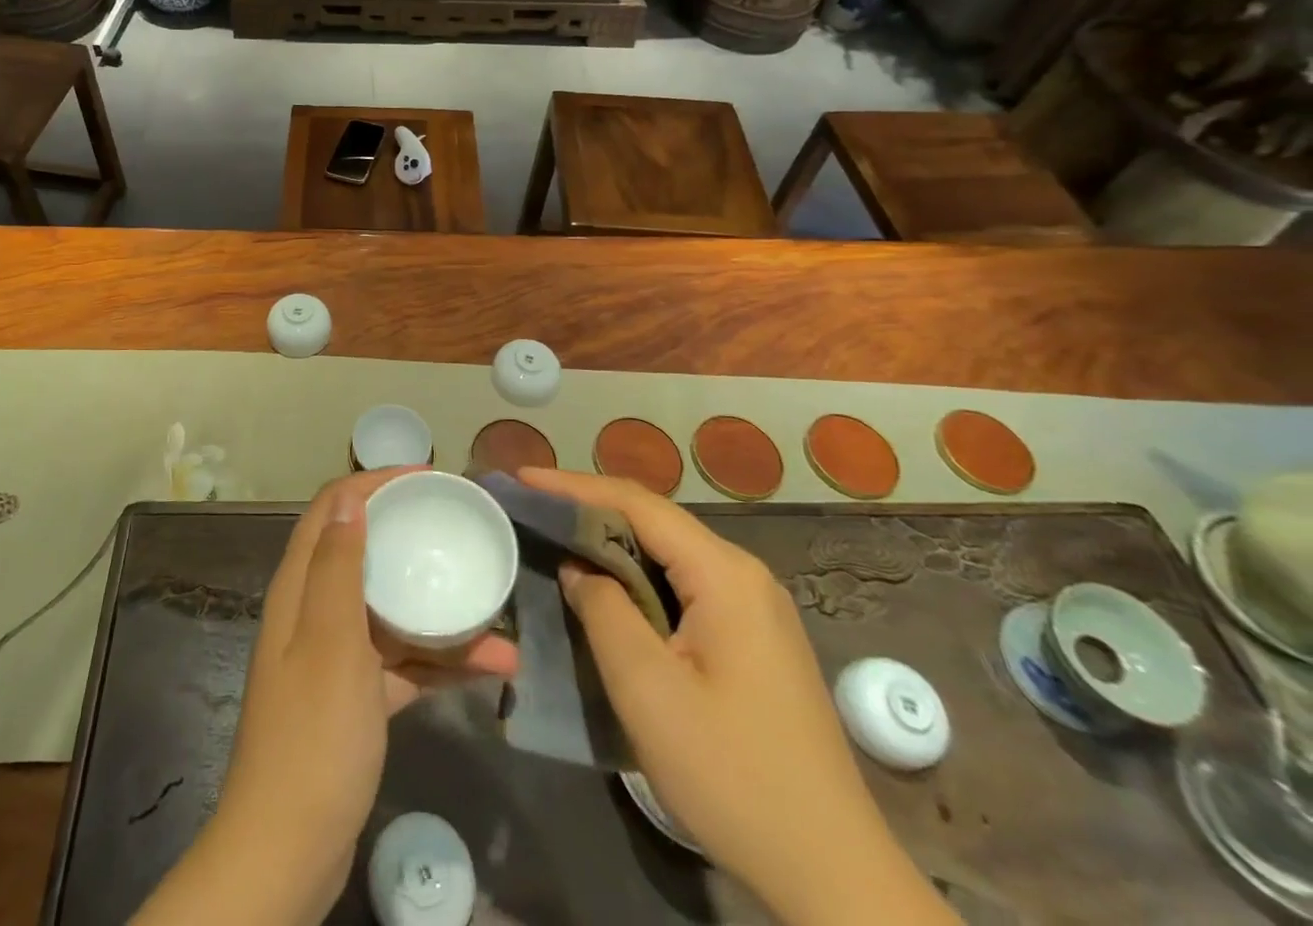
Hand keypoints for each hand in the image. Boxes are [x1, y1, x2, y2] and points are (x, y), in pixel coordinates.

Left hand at [135, 470, 516, 925]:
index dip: (375, 482)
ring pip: (391, 610)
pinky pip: (404, 661)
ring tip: (497, 607)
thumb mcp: (330, 640)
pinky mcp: (357, 698)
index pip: (332, 509)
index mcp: (300, 587)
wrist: (291, 849)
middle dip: (411, 535)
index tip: (428, 478)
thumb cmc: (314, 733)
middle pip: (364, 552)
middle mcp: (315, 611)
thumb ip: (338, 566)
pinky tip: (492, 668)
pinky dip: (441, 661)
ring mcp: (337, 656)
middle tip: (462, 527)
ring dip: (439, 608)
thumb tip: (349, 499)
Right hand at [520, 469, 956, 925]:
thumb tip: (579, 568)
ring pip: (668, 554)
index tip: (522, 478)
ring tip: (556, 540)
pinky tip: (607, 592)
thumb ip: (604, 610)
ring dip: (612, 544)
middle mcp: (744, 576)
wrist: (833, 877)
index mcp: (724, 574)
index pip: (636, 503)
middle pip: (653, 522)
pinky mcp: (752, 641)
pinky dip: (637, 578)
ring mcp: (754, 609)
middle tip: (531, 509)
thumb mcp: (647, 689)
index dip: (573, 485)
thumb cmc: (733, 776)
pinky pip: (683, 587)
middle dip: (589, 509)